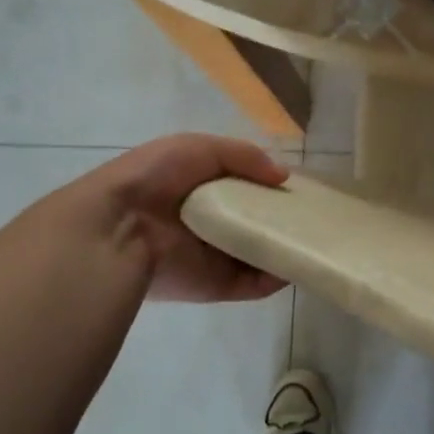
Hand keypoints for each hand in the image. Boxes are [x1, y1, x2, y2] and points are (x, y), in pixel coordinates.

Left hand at [46, 134, 290, 302]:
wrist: (118, 228)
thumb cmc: (154, 178)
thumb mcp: (198, 147)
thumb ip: (244, 156)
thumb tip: (283, 177)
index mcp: (198, 189)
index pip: (242, 188)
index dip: (268, 185)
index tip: (298, 185)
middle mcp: (209, 224)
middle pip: (254, 222)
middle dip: (281, 218)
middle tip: (313, 213)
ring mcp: (214, 258)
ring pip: (259, 254)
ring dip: (284, 248)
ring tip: (315, 238)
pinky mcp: (217, 286)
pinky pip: (254, 284)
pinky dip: (277, 277)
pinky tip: (299, 262)